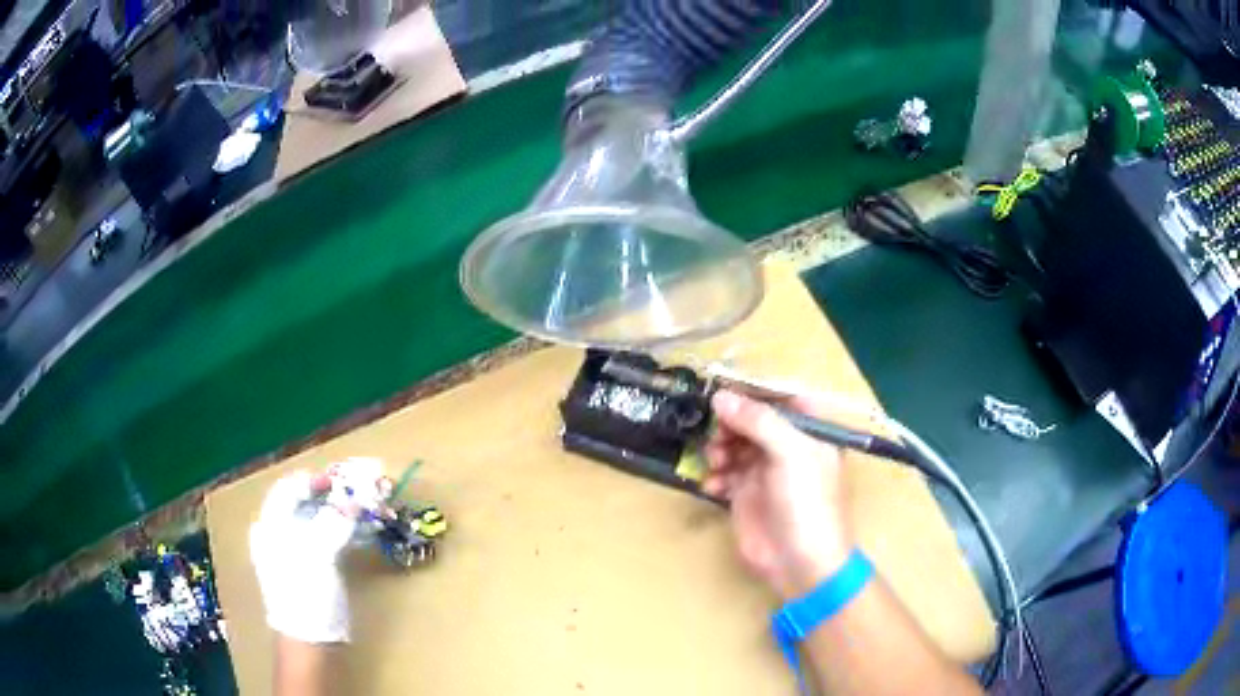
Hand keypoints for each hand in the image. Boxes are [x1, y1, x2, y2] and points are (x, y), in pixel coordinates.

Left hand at [250, 468, 359, 643]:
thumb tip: (354, 501)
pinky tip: (359, 530)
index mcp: (271, 526)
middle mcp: (279, 533)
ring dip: (341, 510)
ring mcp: (295, 551)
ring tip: (365, 507)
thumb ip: (333, 523)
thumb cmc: (306, 595)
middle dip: (333, 494)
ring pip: (318, 519)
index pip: (289, 488)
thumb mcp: (317, 555)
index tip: (343, 478)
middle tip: (360, 491)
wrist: (310, 642)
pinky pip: (326, 537)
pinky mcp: (312, 567)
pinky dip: (343, 528)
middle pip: (304, 502)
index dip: (315, 479)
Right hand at [704, 390, 851, 600]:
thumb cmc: (807, 502)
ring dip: (720, 448)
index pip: (781, 397)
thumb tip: (721, 397)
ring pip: (734, 444)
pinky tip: (713, 487)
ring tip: (716, 462)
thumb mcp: (791, 454)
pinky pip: (724, 474)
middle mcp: (788, 447)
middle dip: (731, 423)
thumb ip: (758, 421)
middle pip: (752, 420)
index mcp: (810, 432)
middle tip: (716, 431)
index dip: (752, 391)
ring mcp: (765, 472)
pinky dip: (715, 476)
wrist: (800, 563)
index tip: (722, 388)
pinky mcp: (746, 496)